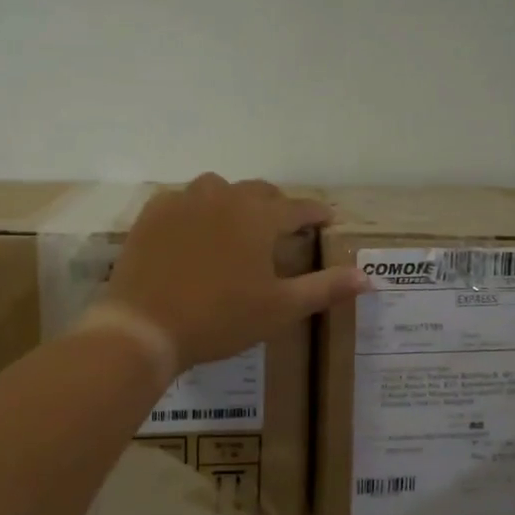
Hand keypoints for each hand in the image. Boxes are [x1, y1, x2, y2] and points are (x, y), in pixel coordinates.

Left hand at [106, 174, 368, 367]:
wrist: (144, 326)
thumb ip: (325, 288)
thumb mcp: (280, 308)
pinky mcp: (153, 214)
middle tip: (284, 225)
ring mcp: (183, 201)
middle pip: (259, 192)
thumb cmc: (220, 319)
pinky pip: (183, 199)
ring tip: (237, 225)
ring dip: (235, 202)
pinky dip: (196, 210)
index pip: (297, 207)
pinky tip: (194, 231)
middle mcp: (223, 197)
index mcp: (258, 217)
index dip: (315, 213)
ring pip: (218, 189)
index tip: (326, 219)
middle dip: (276, 205)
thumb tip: (369, 277)